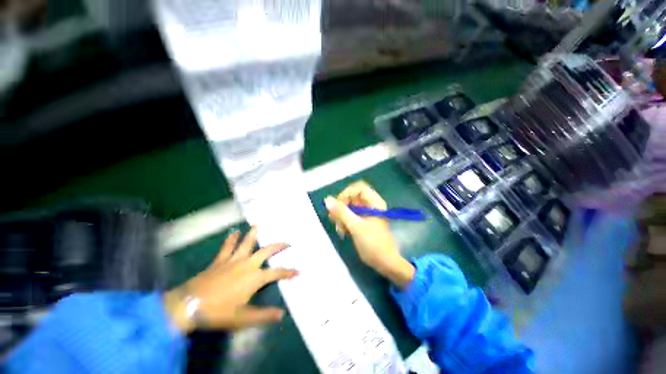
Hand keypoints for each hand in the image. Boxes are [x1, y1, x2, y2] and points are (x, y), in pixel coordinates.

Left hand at [164, 227, 297, 332]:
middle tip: (287, 242)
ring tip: (258, 225)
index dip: (288, 272)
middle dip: (278, 246)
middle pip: (266, 251)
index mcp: (254, 278)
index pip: (277, 273)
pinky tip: (233, 232)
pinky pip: (226, 247)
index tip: (298, 271)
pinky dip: (231, 239)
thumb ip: (263, 315)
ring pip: (246, 243)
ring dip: (253, 234)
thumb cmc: (218, 312)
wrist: (189, 306)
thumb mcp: (243, 318)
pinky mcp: (220, 260)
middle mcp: (247, 264)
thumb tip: (282, 314)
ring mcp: (233, 260)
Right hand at [325, 181, 414, 287]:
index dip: (346, 194)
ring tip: (339, 227)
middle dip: (341, 207)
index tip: (337, 205)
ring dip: (341, 215)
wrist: (384, 262)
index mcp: (373, 202)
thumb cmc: (373, 243)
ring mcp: (366, 213)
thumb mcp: (356, 226)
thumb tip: (327, 199)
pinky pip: (350, 215)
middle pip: (352, 197)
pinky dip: (344, 221)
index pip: (357, 188)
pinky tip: (342, 230)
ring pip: (349, 207)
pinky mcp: (362, 221)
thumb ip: (341, 212)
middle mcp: (370, 204)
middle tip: (334, 218)